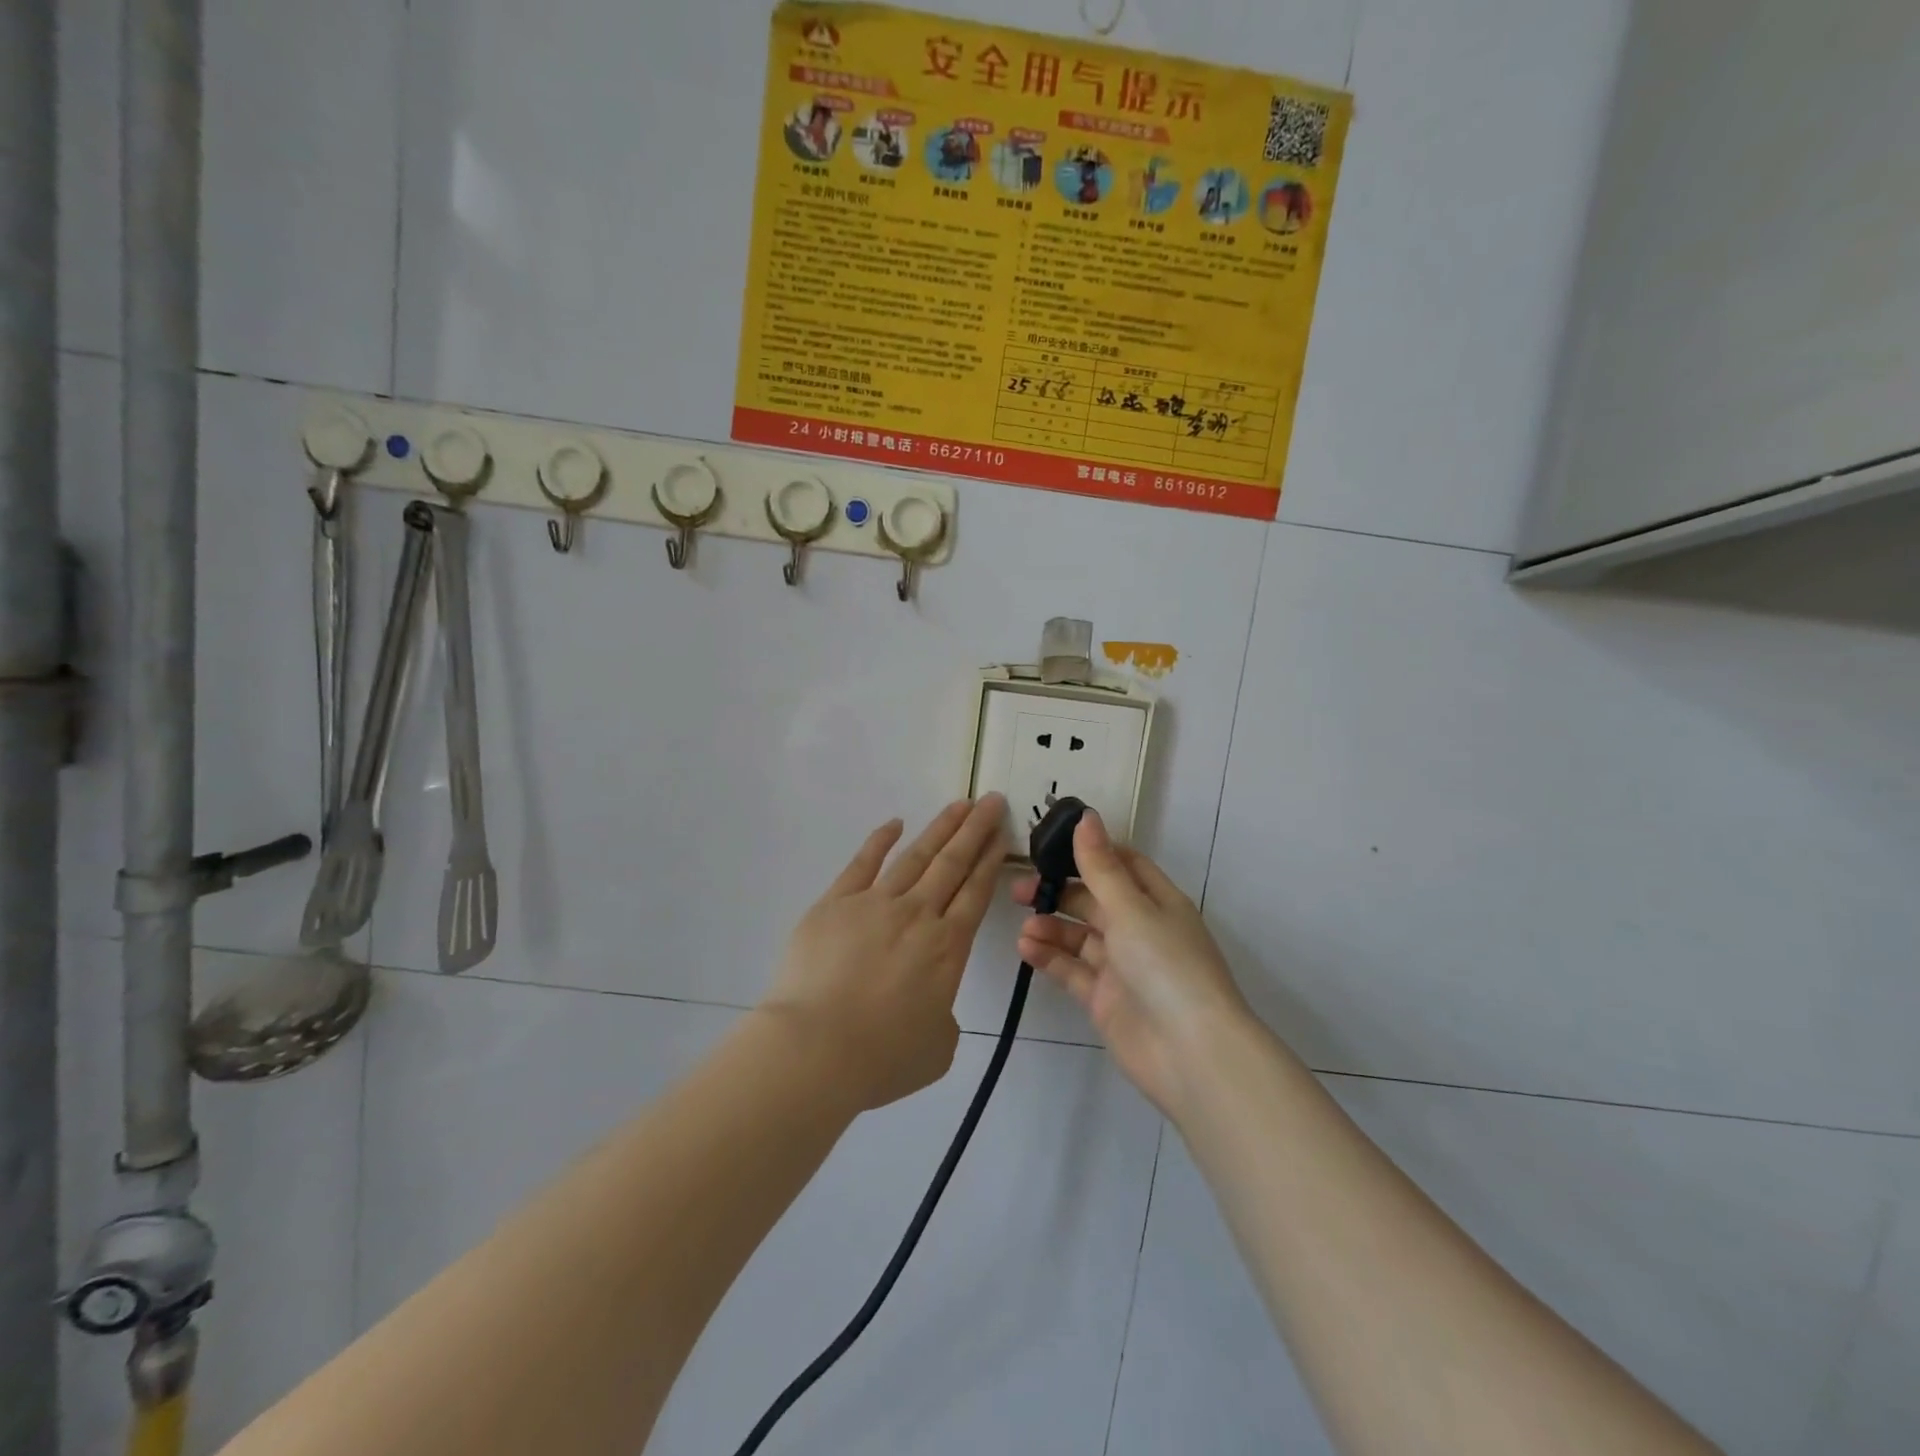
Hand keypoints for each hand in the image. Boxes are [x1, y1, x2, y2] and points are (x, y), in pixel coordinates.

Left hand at [763, 796, 1008, 1111]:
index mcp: (947, 947)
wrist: (815, 1049)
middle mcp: (917, 914)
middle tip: (990, 800)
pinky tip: (895, 824)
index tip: (1001, 834)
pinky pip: (862, 863)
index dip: (990, 860)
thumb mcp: (936, 1048)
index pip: (975, 892)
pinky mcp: (835, 902)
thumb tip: (930, 1002)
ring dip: (940, 828)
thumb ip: (943, 1017)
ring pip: (916, 856)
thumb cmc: (881, 1057)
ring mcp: (874, 903)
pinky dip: (880, 840)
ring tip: (958, 805)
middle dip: (975, 829)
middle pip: (952, 863)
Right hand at [1014, 811, 1252, 1116]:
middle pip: (1094, 900)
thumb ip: (1101, 866)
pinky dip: (1050, 958)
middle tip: (1020, 889)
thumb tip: (1086, 815)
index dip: (1090, 852)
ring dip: (1051, 927)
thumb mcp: (1131, 908)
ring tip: (1025, 927)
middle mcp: (1140, 930)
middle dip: (1059, 891)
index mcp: (1157, 901)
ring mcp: (1122, 967)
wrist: (1190, 1053)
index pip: (1123, 864)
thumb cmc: (1166, 966)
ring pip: (1079, 936)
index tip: (1051, 844)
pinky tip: (1026, 948)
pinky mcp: (1105, 999)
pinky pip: (1072, 970)